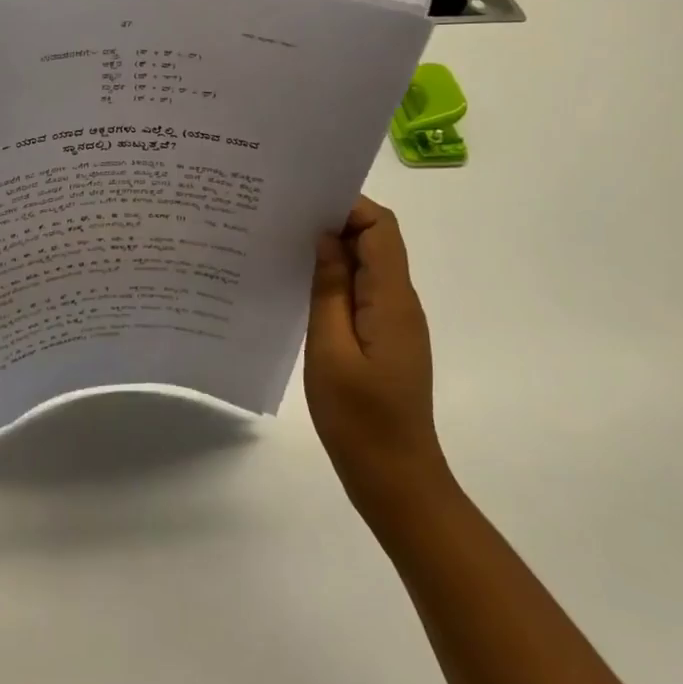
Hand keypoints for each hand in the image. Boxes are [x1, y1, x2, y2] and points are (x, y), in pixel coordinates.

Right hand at [305, 196, 449, 525]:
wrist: (395, 478)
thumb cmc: (360, 418)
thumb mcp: (331, 350)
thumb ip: (330, 289)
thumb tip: (326, 237)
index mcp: (392, 300)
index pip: (381, 228)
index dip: (347, 206)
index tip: (303, 204)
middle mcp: (400, 303)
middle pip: (376, 242)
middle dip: (334, 223)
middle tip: (282, 221)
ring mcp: (394, 322)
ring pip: (366, 267)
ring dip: (332, 253)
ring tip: (283, 249)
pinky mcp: (383, 340)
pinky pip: (361, 293)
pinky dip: (334, 281)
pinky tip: (299, 289)